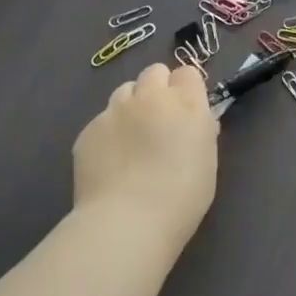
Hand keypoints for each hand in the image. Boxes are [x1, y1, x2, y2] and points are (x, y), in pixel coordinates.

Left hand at [72, 63, 217, 251]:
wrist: (127, 222)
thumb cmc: (181, 197)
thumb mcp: (207, 161)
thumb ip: (201, 130)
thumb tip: (195, 121)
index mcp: (186, 102)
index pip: (187, 72)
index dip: (187, 89)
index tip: (187, 110)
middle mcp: (151, 97)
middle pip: (154, 72)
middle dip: (158, 89)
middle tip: (159, 121)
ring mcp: (115, 110)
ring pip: (125, 92)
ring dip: (132, 106)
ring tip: (132, 139)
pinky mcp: (89, 130)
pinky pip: (102, 120)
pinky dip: (109, 133)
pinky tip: (111, 161)